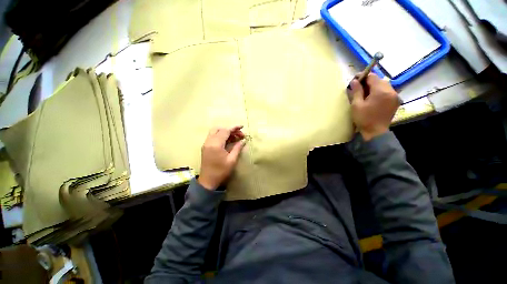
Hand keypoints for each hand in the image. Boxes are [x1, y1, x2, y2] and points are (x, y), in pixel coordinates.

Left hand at [198, 126, 245, 189]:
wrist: (208, 181)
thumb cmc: (221, 171)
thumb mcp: (232, 160)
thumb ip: (237, 148)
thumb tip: (243, 141)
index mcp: (216, 144)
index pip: (225, 131)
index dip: (234, 128)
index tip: (242, 127)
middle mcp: (209, 141)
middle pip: (219, 129)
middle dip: (230, 129)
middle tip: (239, 135)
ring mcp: (206, 144)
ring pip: (215, 132)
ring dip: (225, 132)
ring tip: (234, 138)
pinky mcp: (205, 147)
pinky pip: (213, 137)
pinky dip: (220, 136)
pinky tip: (228, 141)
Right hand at [349, 74, 399, 140]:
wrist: (376, 132)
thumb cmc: (364, 119)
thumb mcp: (356, 105)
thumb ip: (356, 91)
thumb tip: (355, 81)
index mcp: (381, 91)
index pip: (372, 77)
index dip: (363, 76)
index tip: (355, 80)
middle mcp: (391, 91)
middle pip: (379, 80)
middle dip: (368, 82)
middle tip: (358, 88)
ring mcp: (395, 96)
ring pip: (384, 85)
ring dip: (374, 86)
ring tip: (365, 93)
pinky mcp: (395, 101)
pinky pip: (387, 91)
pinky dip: (379, 92)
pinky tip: (372, 98)